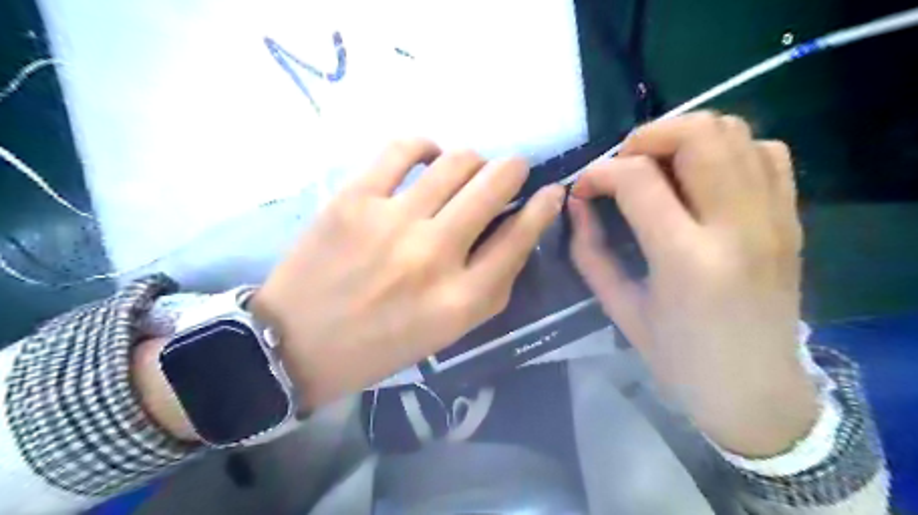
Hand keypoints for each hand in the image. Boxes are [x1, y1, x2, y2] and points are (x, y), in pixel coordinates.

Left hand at [252, 138, 567, 407]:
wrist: (298, 344)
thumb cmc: (382, 345)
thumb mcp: (450, 330)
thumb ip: (491, 284)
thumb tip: (518, 231)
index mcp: (461, 299)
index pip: (521, 237)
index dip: (544, 207)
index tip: (550, 192)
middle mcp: (434, 256)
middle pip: (495, 185)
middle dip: (513, 170)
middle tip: (509, 172)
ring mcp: (392, 223)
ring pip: (457, 160)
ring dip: (473, 161)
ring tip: (465, 171)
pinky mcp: (354, 200)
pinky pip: (403, 148)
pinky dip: (425, 146)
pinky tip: (426, 158)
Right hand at [573, 113, 820, 458]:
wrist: (755, 392)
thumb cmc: (678, 359)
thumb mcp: (620, 309)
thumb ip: (590, 251)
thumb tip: (576, 204)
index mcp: (686, 259)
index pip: (637, 179)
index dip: (599, 172)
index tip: (584, 188)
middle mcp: (738, 226)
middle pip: (698, 135)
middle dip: (646, 138)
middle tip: (623, 167)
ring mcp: (774, 218)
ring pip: (735, 132)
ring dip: (684, 137)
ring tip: (658, 168)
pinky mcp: (791, 218)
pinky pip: (766, 152)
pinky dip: (727, 149)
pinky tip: (702, 177)